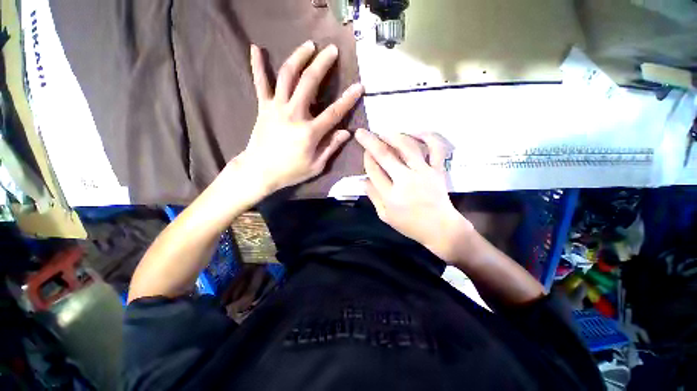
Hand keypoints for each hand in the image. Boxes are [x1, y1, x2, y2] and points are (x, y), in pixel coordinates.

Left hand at [237, 41, 363, 193]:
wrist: (260, 171)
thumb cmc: (291, 171)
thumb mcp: (316, 166)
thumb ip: (331, 147)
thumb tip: (346, 132)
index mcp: (309, 132)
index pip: (334, 112)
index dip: (348, 99)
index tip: (360, 86)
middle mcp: (294, 114)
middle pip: (309, 83)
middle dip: (323, 64)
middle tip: (332, 50)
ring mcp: (277, 108)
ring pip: (288, 76)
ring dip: (299, 57)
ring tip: (309, 45)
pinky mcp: (263, 107)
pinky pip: (260, 83)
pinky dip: (257, 65)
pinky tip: (255, 48)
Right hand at [355, 129, 472, 262]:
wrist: (441, 229)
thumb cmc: (410, 225)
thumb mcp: (385, 216)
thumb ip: (374, 197)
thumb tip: (363, 180)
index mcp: (391, 195)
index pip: (374, 171)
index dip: (367, 159)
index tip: (364, 152)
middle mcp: (406, 180)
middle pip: (385, 156)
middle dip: (370, 142)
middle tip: (362, 132)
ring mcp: (424, 173)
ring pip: (408, 147)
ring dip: (393, 136)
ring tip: (384, 132)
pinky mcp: (438, 170)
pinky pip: (436, 148)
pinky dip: (428, 137)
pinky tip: (417, 132)